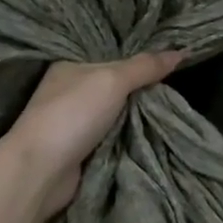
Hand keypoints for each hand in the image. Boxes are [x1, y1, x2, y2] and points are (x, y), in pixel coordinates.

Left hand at [2, 53, 182, 221]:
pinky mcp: (81, 148)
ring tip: (175, 104)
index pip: (111, 54)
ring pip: (118, 111)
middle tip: (179, 81)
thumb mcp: (113, 80)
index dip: (138, 54)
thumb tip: (182, 51)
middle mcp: (71, 90)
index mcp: (71, 65)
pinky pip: (115, 135)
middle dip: (143, 85)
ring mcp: (75, 121)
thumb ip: (145, 66)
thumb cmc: (73, 114)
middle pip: (117, 83)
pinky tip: (155, 130)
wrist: (40, 171)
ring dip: (139, 113)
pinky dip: (130, 134)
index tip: (170, 55)